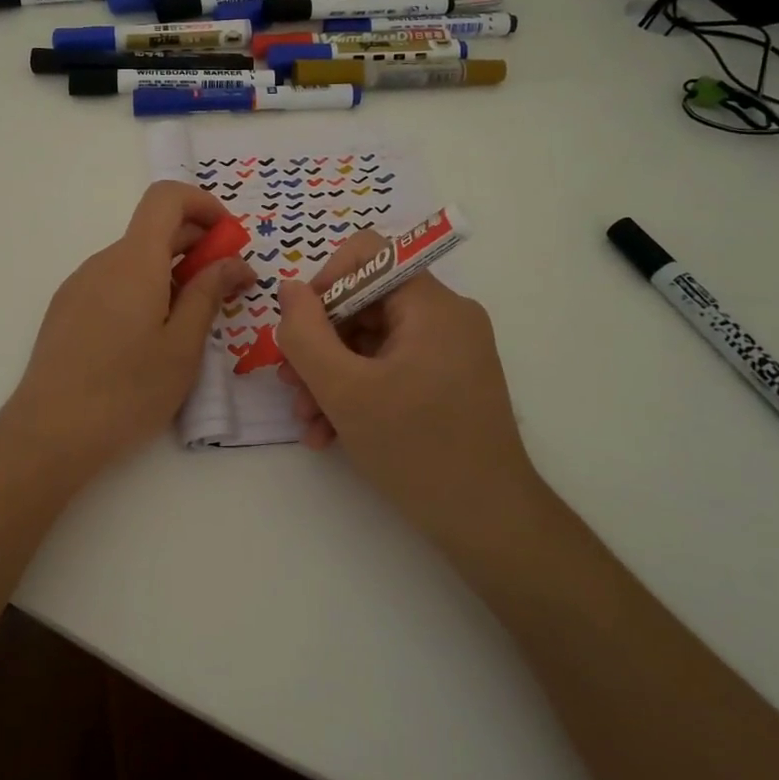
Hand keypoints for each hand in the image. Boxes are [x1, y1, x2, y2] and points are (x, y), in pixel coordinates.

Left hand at [0, 181, 254, 481]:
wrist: (50, 432)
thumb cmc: (128, 390)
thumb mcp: (183, 346)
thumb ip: (208, 294)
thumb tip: (233, 262)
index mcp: (134, 261)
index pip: (166, 197)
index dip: (203, 205)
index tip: (228, 239)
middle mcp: (103, 262)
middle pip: (153, 229)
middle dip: (197, 246)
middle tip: (226, 288)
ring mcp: (80, 284)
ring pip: (134, 260)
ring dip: (170, 272)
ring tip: (189, 321)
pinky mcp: (66, 309)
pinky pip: (113, 282)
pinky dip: (143, 290)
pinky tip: (149, 337)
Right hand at [276, 229, 533, 538]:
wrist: (490, 525)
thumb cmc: (417, 449)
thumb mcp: (344, 390)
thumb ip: (305, 333)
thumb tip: (288, 289)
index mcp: (432, 304)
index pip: (367, 254)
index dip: (324, 282)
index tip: (299, 329)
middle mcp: (446, 317)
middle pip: (364, 303)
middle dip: (319, 344)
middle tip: (291, 385)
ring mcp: (449, 351)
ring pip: (370, 341)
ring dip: (330, 376)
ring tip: (308, 421)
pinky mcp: (446, 382)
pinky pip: (389, 368)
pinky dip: (356, 393)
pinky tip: (330, 434)